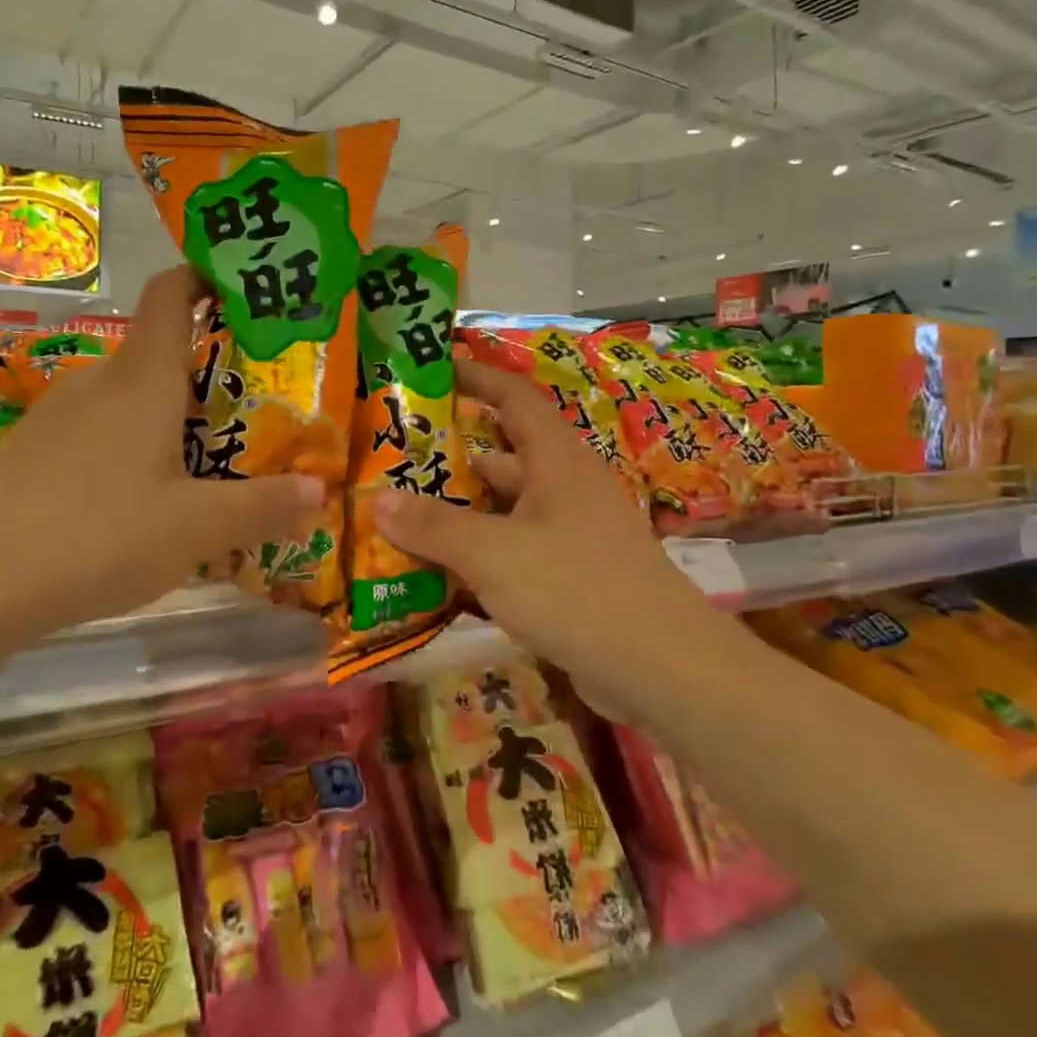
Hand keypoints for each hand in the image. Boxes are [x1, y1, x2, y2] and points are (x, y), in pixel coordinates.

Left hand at [0, 267, 322, 641]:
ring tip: (204, 462)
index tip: (244, 290)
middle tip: (252, 406)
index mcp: (143, 380)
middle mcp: (98, 384)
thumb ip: (264, 507)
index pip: (173, 294)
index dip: (206, 277)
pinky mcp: (30, 455)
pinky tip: (137, 504)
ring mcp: (56, 419)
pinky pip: (94, 436)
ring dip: (166, 418)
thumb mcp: (197, 528)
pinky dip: (127, 451)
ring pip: (126, 401)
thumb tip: (320, 492)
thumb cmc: (97, 535)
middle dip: (206, 371)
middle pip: (158, 354)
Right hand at [376, 360, 713, 710]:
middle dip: (450, 455)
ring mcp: (570, 534)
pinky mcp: (570, 576)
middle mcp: (565, 487)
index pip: (513, 396)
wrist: (659, 668)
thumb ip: (434, 526)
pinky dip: (478, 557)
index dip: (475, 377)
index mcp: (556, 460)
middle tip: (394, 459)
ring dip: (459, 513)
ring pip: (504, 510)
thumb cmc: (575, 589)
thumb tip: (377, 500)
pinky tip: (436, 575)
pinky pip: (513, 552)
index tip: (432, 369)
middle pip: (502, 457)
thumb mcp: (494, 553)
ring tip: (400, 516)